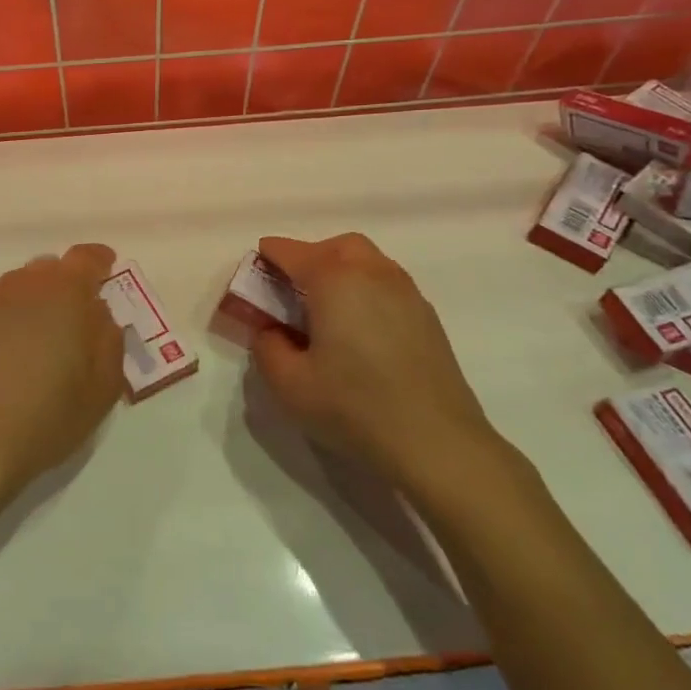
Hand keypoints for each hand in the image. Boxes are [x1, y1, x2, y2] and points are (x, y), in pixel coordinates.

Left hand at [0, 243, 125, 497]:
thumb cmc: (47, 417)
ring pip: (13, 290)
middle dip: (62, 287)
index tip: (105, 272)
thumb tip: (99, 315)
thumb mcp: (102, 388)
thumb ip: (109, 341)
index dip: (99, 262)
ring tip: (31, 345)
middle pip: (46, 271)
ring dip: (28, 305)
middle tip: (70, 322)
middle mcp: (20, 287)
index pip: (85, 258)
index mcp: (63, 294)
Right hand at [250, 233, 512, 499]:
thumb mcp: (288, 384)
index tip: (254, 276)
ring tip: (325, 311)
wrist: (437, 443)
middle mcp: (373, 273)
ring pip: (368, 262)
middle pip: (336, 247)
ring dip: (341, 272)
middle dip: (309, 258)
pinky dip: (366, 291)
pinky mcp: (428, 318)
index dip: (266, 259)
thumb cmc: (353, 407)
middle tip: (291, 291)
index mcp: (334, 279)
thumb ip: (266, 347)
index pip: (291, 252)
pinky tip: (359, 331)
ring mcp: (407, 293)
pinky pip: (388, 285)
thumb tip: (272, 330)